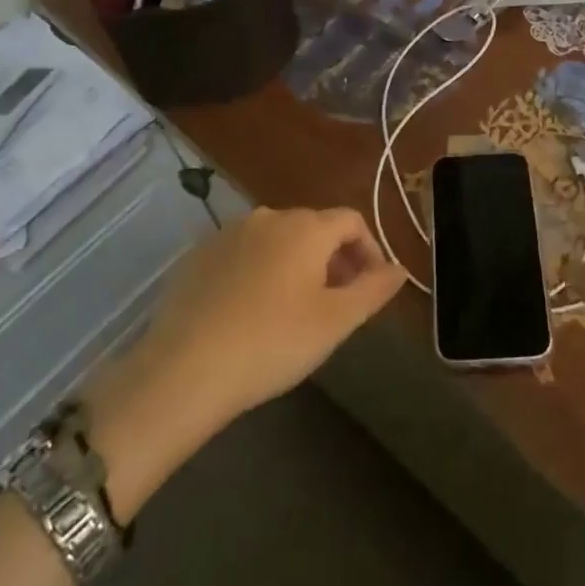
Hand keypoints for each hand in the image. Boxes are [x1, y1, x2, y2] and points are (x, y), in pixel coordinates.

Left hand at [80, 206, 403, 519]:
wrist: (184, 369)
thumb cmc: (272, 342)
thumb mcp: (335, 321)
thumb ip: (374, 289)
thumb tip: (400, 269)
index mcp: (306, 227)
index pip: (352, 220)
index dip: (370, 249)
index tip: (371, 287)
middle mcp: (268, 217)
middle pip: (314, 227)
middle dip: (333, 259)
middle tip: (336, 304)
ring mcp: (228, 233)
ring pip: (277, 240)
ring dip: (296, 264)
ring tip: (295, 310)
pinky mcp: (197, 255)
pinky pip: (243, 253)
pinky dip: (259, 271)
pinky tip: (251, 312)